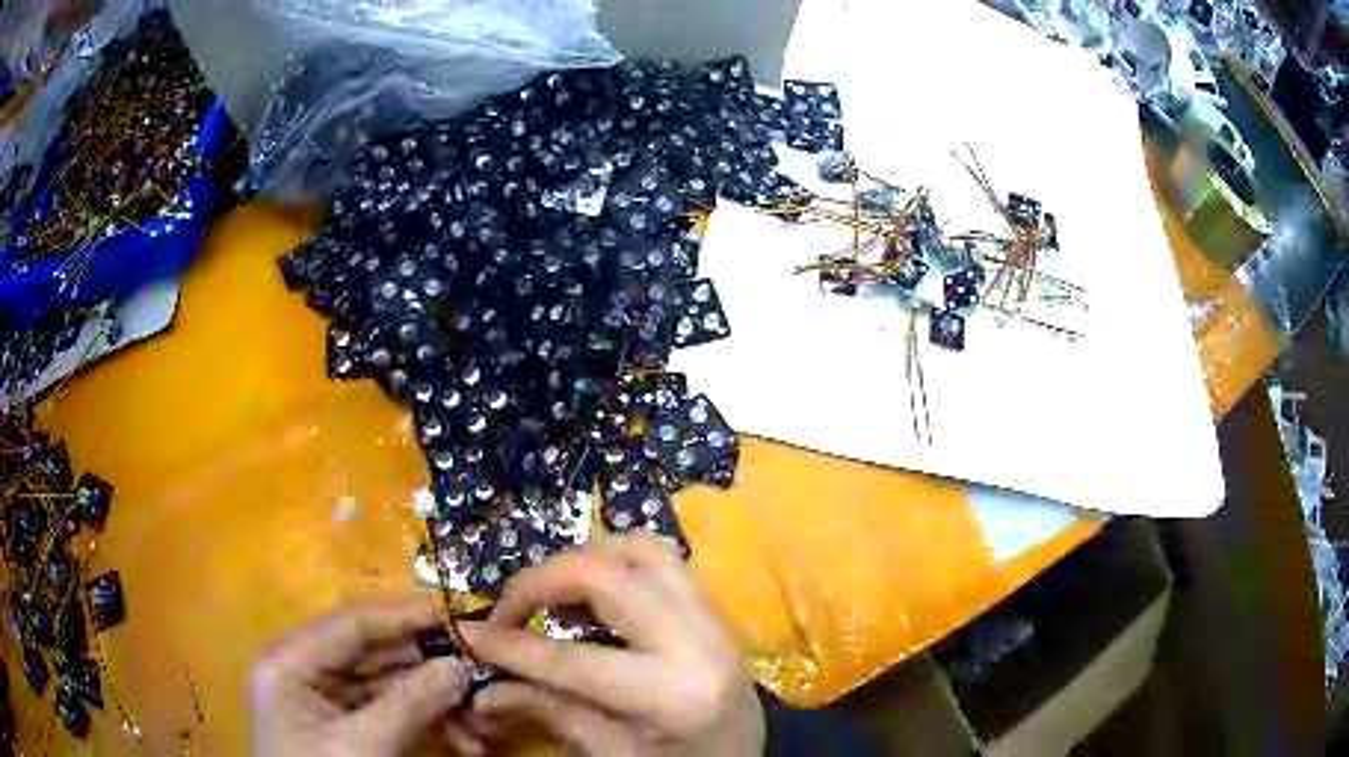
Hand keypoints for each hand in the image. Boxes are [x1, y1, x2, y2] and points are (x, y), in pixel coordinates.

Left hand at [252, 595, 476, 755]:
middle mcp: (304, 673)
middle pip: (374, 657)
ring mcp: (324, 702)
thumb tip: (460, 665)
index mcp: (289, 663)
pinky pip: (391, 714)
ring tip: (482, 724)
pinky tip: (463, 740)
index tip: (455, 613)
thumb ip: (410, 703)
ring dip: (436, 703)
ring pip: (389, 688)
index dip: (403, 616)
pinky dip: (426, 724)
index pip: (351, 625)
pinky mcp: (345, 728)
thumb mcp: (365, 746)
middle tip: (482, 677)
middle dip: (430, 672)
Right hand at [463, 533, 765, 755]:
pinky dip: (617, 564)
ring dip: (584, 562)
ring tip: (552, 599)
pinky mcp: (715, 610)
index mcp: (674, 695)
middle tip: (509, 611)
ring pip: (642, 549)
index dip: (512, 646)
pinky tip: (593, 598)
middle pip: (608, 575)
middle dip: (541, 582)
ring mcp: (714, 619)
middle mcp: (699, 642)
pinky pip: (663, 561)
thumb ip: (548, 712)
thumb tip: (482, 689)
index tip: (469, 633)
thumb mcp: (611, 754)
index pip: (575, 660)